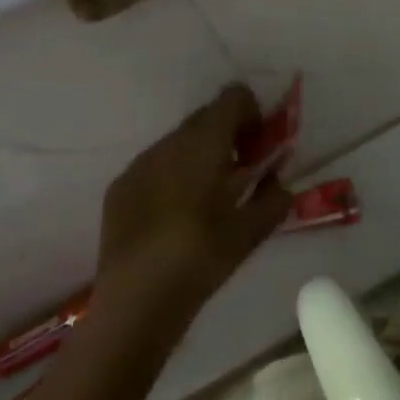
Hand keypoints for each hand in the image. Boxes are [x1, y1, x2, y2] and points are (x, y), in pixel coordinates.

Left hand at [93, 85, 292, 333]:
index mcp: (205, 143)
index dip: (252, 113)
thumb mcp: (250, 232)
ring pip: (179, 141)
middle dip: (228, 135)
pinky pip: (155, 165)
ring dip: (200, 156)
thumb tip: (280, 184)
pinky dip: (172, 176)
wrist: (134, 302)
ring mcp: (139, 163)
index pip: (233, 97)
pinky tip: (175, 216)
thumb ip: (273, 199)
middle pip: (206, 117)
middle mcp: (170, 142)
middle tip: (241, 173)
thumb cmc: (200, 258)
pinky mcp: (119, 187)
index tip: (259, 147)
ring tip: (207, 199)